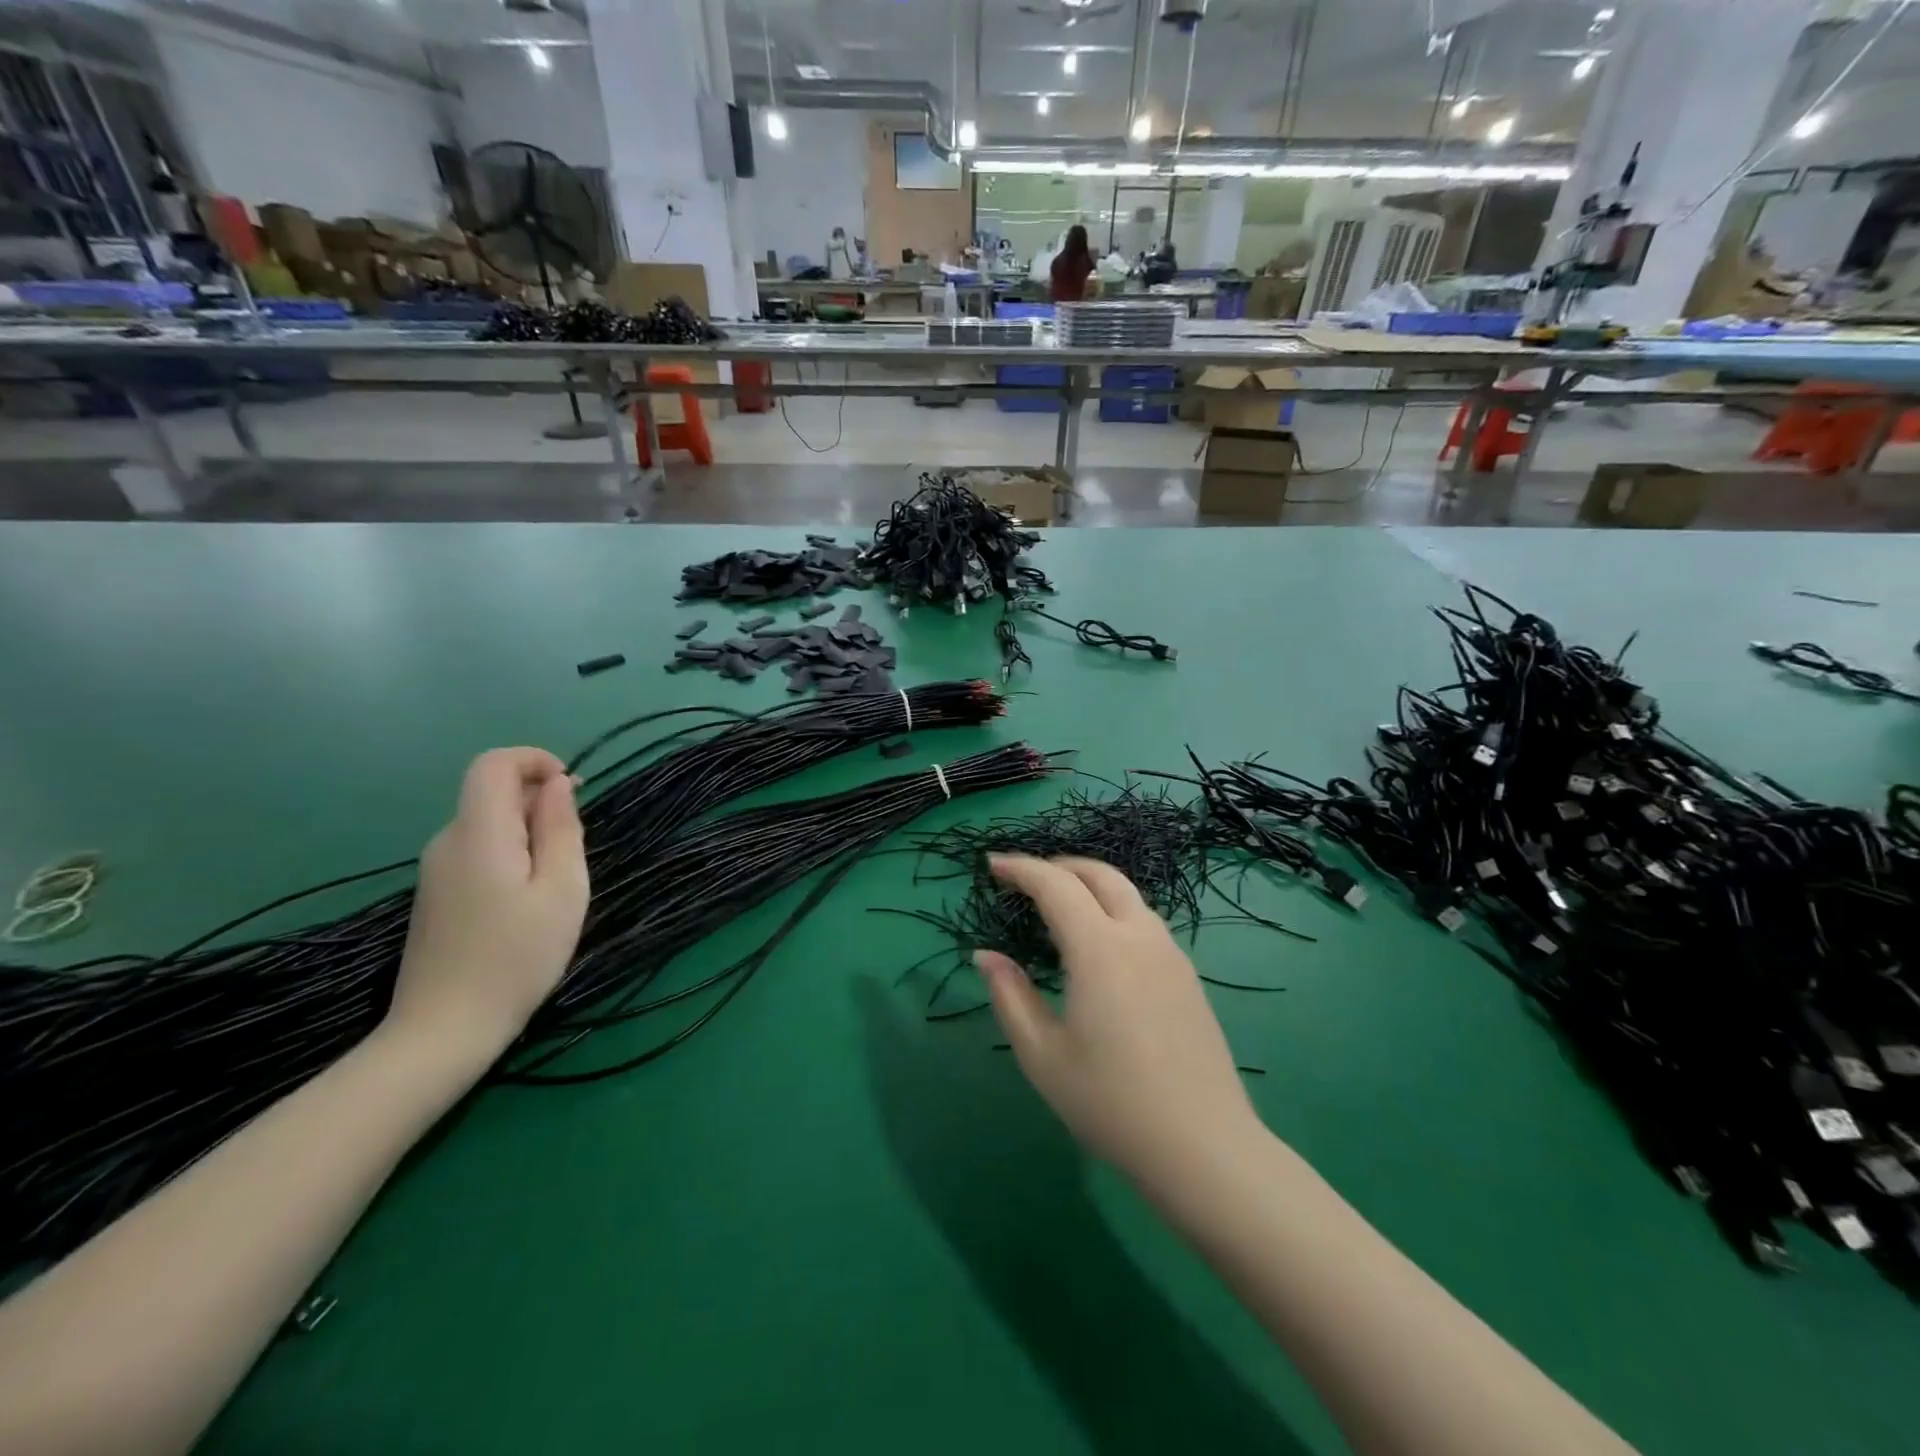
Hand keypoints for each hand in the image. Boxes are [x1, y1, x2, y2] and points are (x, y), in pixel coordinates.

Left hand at [388, 747, 588, 1060]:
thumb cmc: (517, 957)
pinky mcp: (435, 894)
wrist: (444, 1029)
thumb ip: (561, 829)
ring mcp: (436, 870)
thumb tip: (559, 785)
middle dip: (539, 801)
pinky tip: (526, 900)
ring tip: (555, 881)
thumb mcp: (562, 889)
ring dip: (528, 831)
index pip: (494, 764)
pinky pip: (477, 850)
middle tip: (573, 848)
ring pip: (487, 823)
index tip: (572, 789)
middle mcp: (448, 841)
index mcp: (479, 833)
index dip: (534, 761)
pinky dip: (510, 853)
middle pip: (490, 792)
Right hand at [977, 855, 1261, 1189]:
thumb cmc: (1111, 1102)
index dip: (1021, 868)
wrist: (1203, 1146)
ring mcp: (1170, 954)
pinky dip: (1113, 911)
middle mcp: (1139, 936)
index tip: (992, 866)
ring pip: (1128, 895)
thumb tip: (986, 956)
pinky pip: (1145, 922)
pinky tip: (1100, 946)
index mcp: (1100, 949)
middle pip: (1100, 875)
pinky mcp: (1188, 976)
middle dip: (1059, 866)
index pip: (1056, 885)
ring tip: (1060, 908)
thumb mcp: (1042, 1056)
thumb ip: (1011, 997)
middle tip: (1025, 879)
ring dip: (1090, 886)